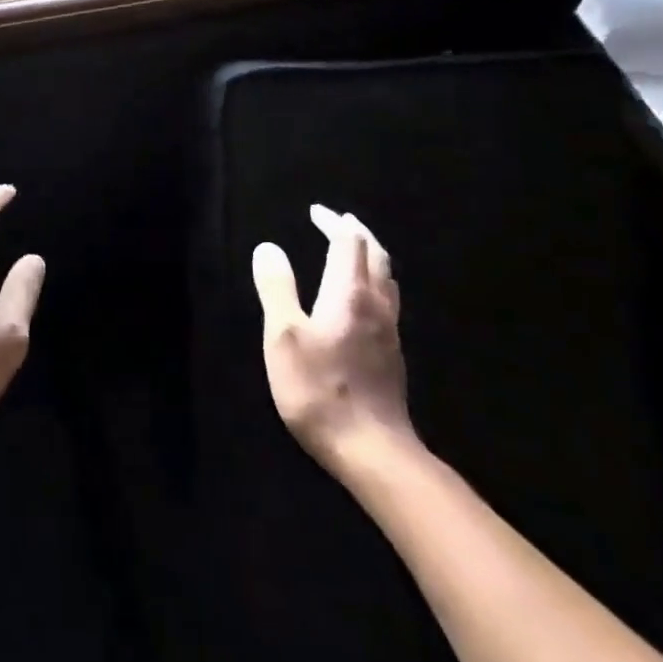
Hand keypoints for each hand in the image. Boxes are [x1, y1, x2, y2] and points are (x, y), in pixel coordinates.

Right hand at [253, 204, 413, 472]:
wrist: (372, 450)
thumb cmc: (319, 389)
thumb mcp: (283, 336)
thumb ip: (277, 288)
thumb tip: (269, 247)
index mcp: (349, 294)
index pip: (347, 243)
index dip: (333, 222)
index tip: (316, 211)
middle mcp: (376, 305)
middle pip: (376, 255)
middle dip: (357, 232)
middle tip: (338, 221)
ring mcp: (390, 331)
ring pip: (387, 278)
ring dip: (371, 255)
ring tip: (353, 250)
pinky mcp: (393, 354)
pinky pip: (388, 300)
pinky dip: (375, 280)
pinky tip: (363, 297)